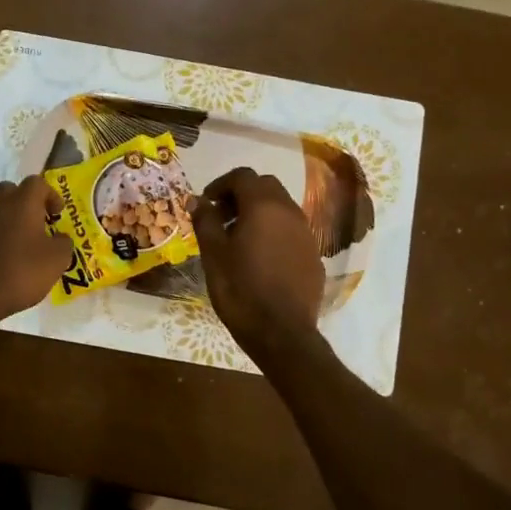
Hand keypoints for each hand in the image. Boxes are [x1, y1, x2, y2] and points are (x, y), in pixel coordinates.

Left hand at [0, 176, 75, 321]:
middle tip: (36, 222)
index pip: (37, 183)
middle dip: (24, 202)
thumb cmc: (21, 271)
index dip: (50, 195)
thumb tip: (61, 238)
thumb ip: (63, 243)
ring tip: (15, 239)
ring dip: (4, 217)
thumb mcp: (56, 261)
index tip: (57, 214)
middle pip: (10, 190)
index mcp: (22, 203)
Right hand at [193, 167, 325, 361]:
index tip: (206, 203)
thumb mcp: (213, 254)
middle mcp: (290, 212)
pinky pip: (291, 230)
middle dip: (241, 194)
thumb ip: (205, 220)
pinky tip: (259, 257)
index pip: (242, 176)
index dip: (221, 184)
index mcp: (263, 206)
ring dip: (258, 212)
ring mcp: (306, 234)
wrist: (281, 333)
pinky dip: (273, 231)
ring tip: (237, 238)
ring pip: (281, 207)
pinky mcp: (313, 255)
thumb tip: (197, 200)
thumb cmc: (240, 289)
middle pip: (265, 186)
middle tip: (221, 216)